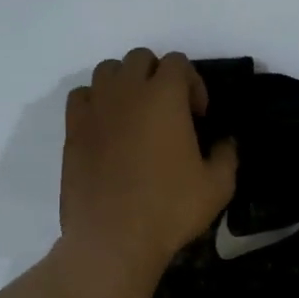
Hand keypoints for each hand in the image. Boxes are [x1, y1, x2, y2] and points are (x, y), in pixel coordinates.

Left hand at [60, 49, 237, 279]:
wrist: (114, 238)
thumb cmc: (170, 209)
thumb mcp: (218, 186)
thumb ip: (226, 155)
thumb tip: (225, 141)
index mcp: (164, 96)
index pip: (178, 63)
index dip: (193, 84)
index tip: (198, 116)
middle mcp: (126, 91)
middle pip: (140, 59)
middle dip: (158, 76)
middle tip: (169, 112)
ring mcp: (95, 109)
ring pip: (107, 71)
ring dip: (125, 84)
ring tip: (135, 115)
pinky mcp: (73, 131)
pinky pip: (82, 97)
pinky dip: (96, 102)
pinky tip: (107, 128)